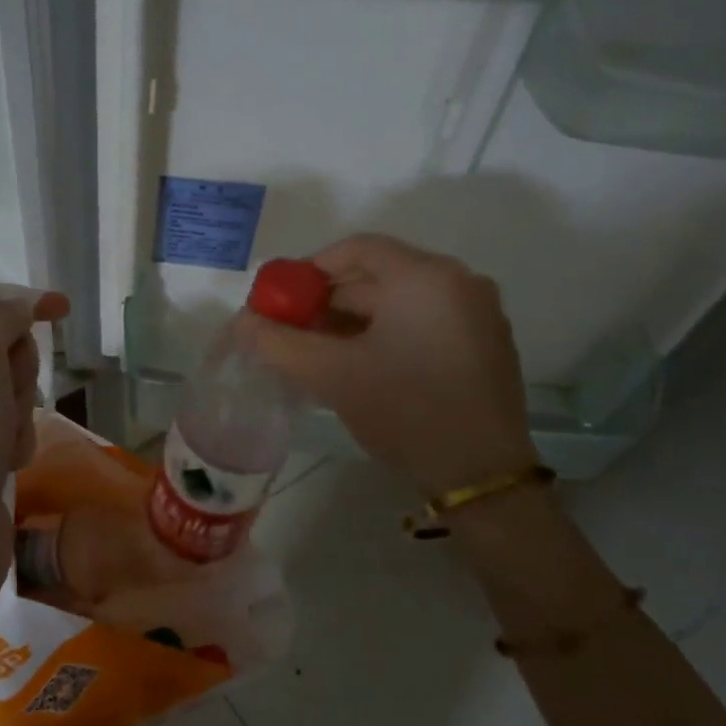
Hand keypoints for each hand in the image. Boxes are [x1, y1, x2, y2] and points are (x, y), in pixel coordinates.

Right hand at [245, 234, 536, 493]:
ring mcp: (477, 314)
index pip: (357, 248)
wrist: (482, 477)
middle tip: (292, 333)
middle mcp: (458, 282)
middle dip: (329, 302)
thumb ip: (279, 342)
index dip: (311, 269)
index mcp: (425, 277)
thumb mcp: (332, 375)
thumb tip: (242, 322)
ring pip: (399, 302)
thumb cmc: (405, 410)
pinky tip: (360, 367)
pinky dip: (386, 335)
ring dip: (354, 322)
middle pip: (378, 276)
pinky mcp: (484, 345)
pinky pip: (422, 322)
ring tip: (319, 354)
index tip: (282, 300)